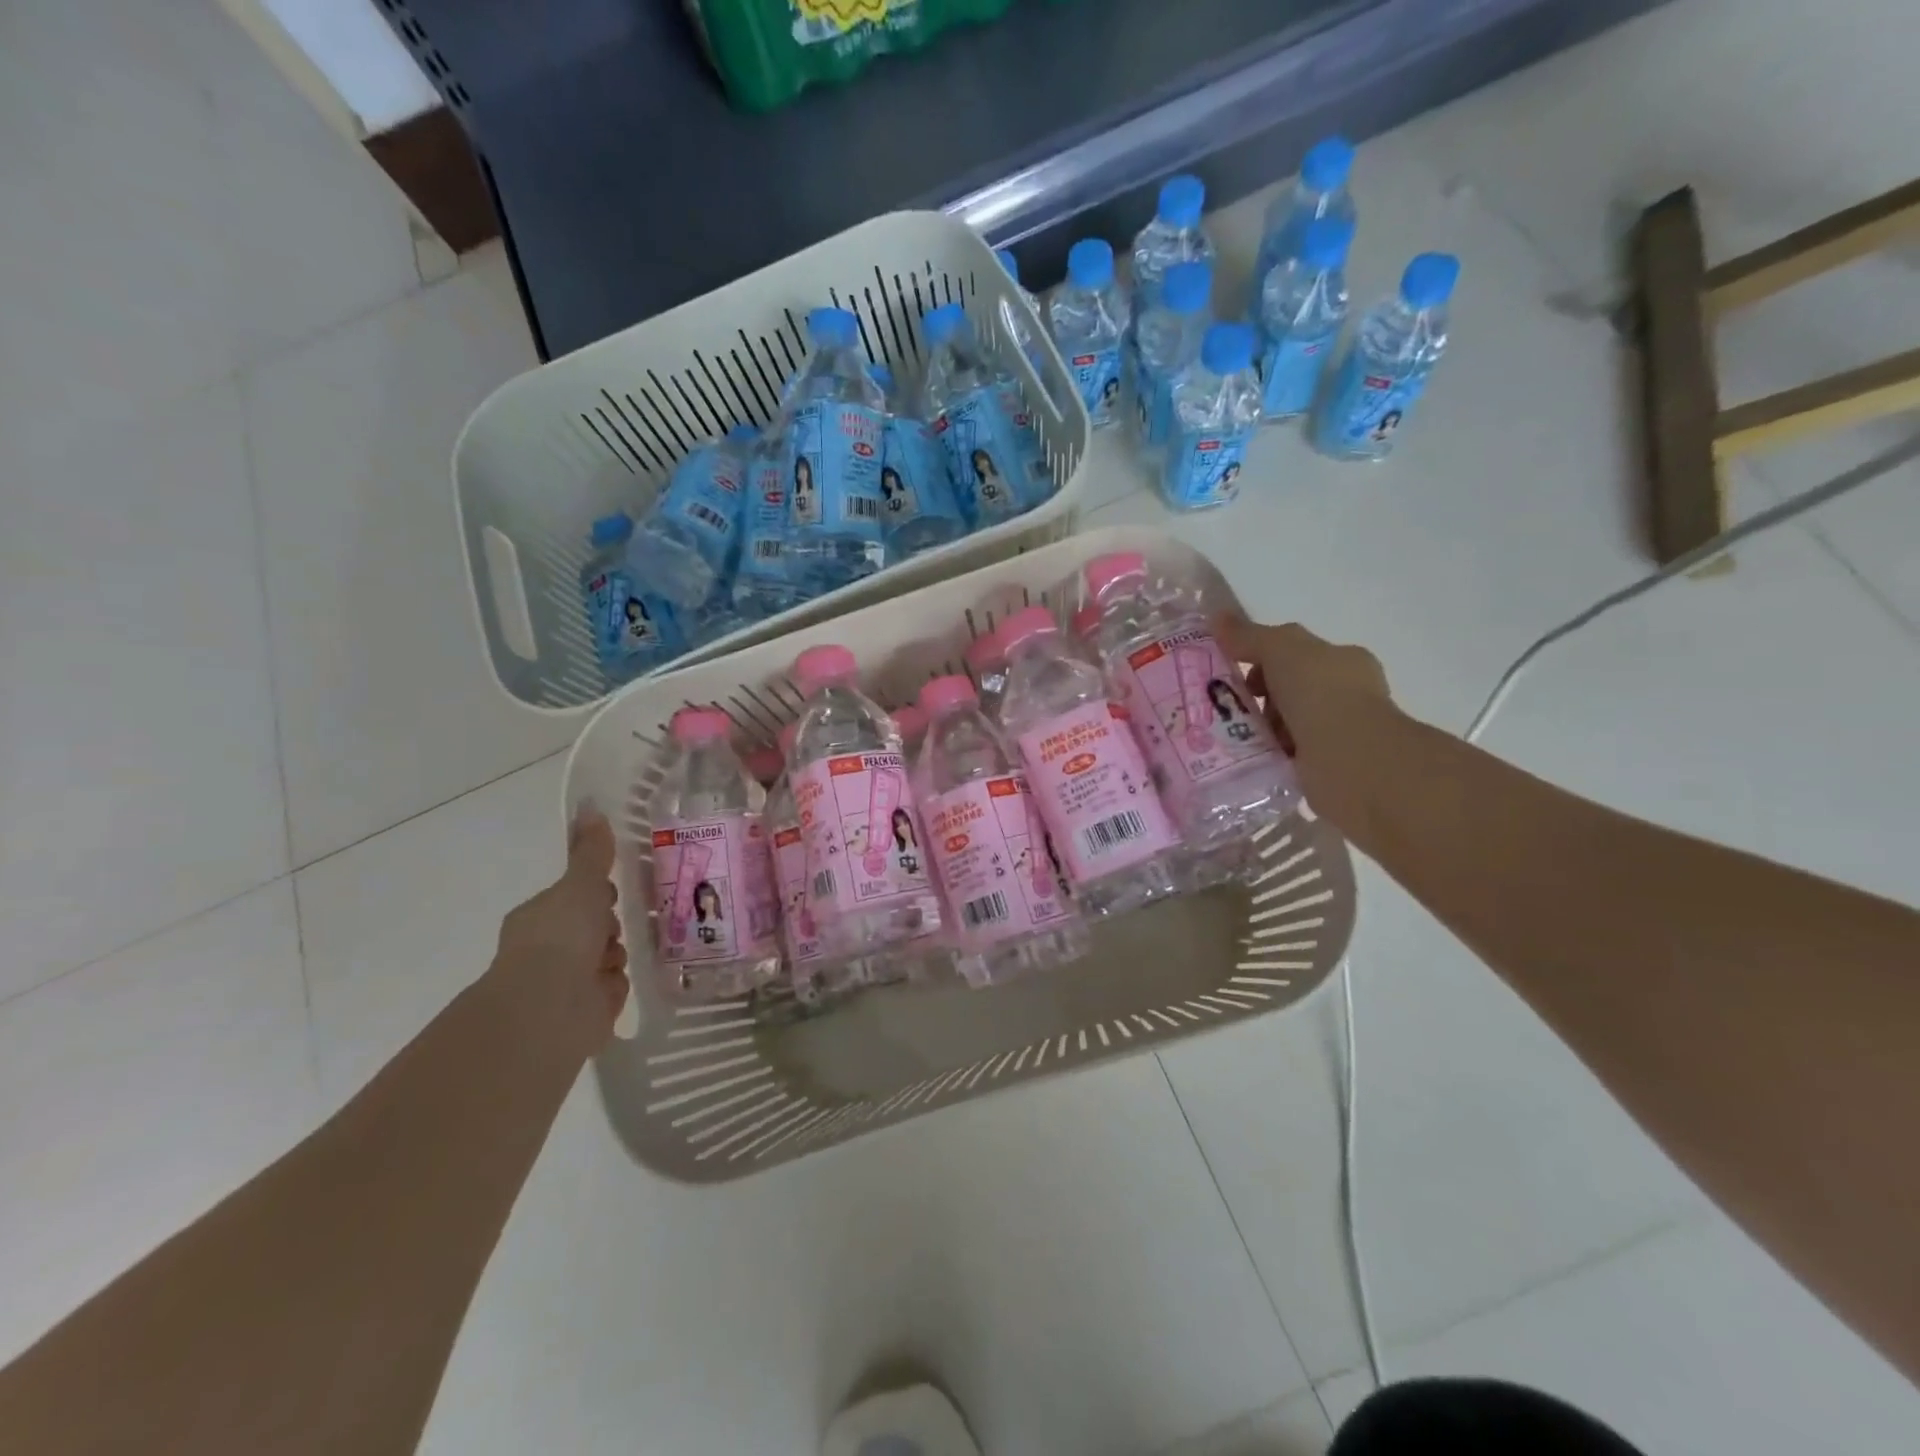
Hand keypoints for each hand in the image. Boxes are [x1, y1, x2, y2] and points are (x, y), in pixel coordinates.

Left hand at [493, 809, 628, 1054]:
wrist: (548, 1008)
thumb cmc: (561, 937)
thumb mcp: (581, 885)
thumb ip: (592, 852)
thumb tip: (590, 805)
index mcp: (541, 916)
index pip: (576, 897)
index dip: (598, 894)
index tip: (612, 893)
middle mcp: (549, 948)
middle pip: (595, 927)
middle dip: (611, 926)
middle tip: (621, 924)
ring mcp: (565, 982)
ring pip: (607, 958)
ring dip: (616, 956)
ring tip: (614, 959)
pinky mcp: (583, 1011)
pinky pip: (612, 988)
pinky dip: (616, 986)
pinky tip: (615, 984)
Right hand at [1215, 615, 1395, 829]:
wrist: (1352, 760)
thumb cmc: (1322, 694)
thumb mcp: (1280, 650)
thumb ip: (1250, 636)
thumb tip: (1218, 618)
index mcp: (1343, 661)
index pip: (1298, 654)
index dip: (1263, 660)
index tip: (1235, 674)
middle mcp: (1347, 694)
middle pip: (1289, 690)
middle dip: (1259, 699)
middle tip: (1232, 710)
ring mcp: (1340, 733)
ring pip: (1286, 725)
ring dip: (1260, 730)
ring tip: (1236, 738)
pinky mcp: (1328, 768)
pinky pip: (1287, 757)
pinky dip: (1268, 756)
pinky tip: (1251, 759)